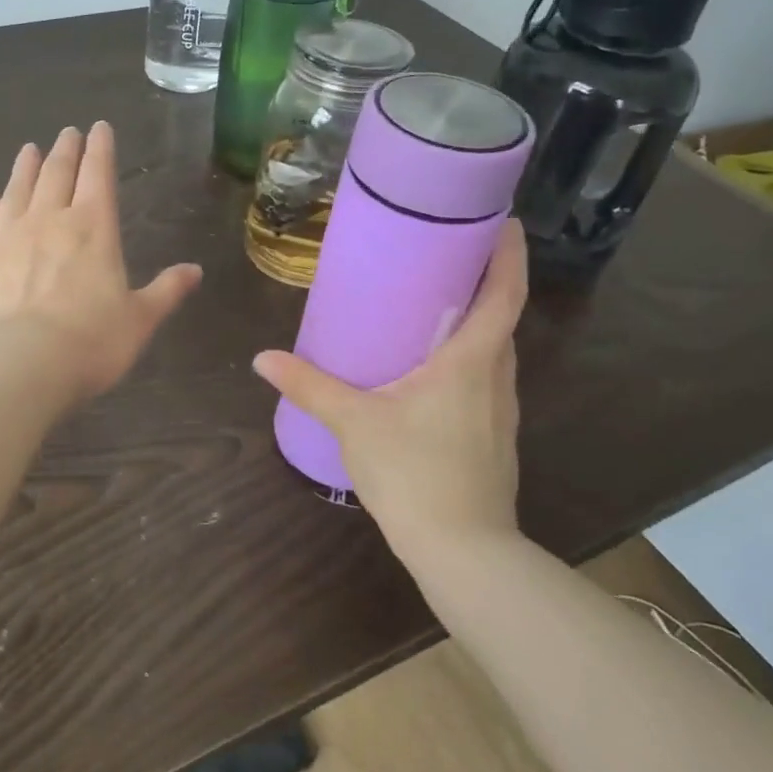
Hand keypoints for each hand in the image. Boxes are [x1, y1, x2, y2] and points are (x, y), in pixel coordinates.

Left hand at [0, 122, 202, 399]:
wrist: (18, 364)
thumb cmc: (90, 342)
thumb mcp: (140, 320)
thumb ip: (166, 291)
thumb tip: (195, 271)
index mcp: (94, 228)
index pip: (99, 175)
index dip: (100, 149)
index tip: (99, 127)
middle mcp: (49, 221)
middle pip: (57, 174)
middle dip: (65, 150)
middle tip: (67, 132)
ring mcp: (7, 238)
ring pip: (18, 191)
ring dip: (25, 168)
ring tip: (29, 150)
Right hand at [251, 220, 529, 561]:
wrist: (463, 551)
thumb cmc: (414, 473)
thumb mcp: (354, 423)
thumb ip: (309, 386)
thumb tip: (263, 359)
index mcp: (472, 360)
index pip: (505, 293)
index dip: (509, 253)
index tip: (502, 220)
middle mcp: (497, 377)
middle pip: (502, 316)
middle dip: (483, 280)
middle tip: (446, 254)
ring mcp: (501, 410)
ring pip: (494, 350)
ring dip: (474, 321)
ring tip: (433, 304)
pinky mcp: (494, 436)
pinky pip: (484, 378)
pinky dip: (466, 356)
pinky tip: (429, 369)